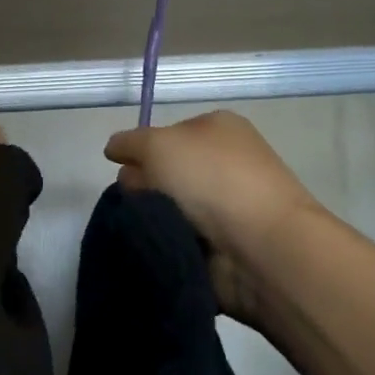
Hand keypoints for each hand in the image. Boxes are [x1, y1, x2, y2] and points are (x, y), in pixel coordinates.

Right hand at [104, 111, 324, 326]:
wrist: (260, 245)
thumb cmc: (211, 179)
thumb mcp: (158, 144)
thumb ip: (128, 143)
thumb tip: (114, 151)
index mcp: (218, 128)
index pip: (164, 135)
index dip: (142, 151)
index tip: (129, 169)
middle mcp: (225, 162)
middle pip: (164, 172)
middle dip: (145, 186)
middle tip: (143, 201)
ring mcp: (227, 205)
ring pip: (168, 207)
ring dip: (154, 218)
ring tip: (151, 229)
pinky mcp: (225, 243)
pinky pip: (180, 237)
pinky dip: (169, 242)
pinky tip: (164, 246)